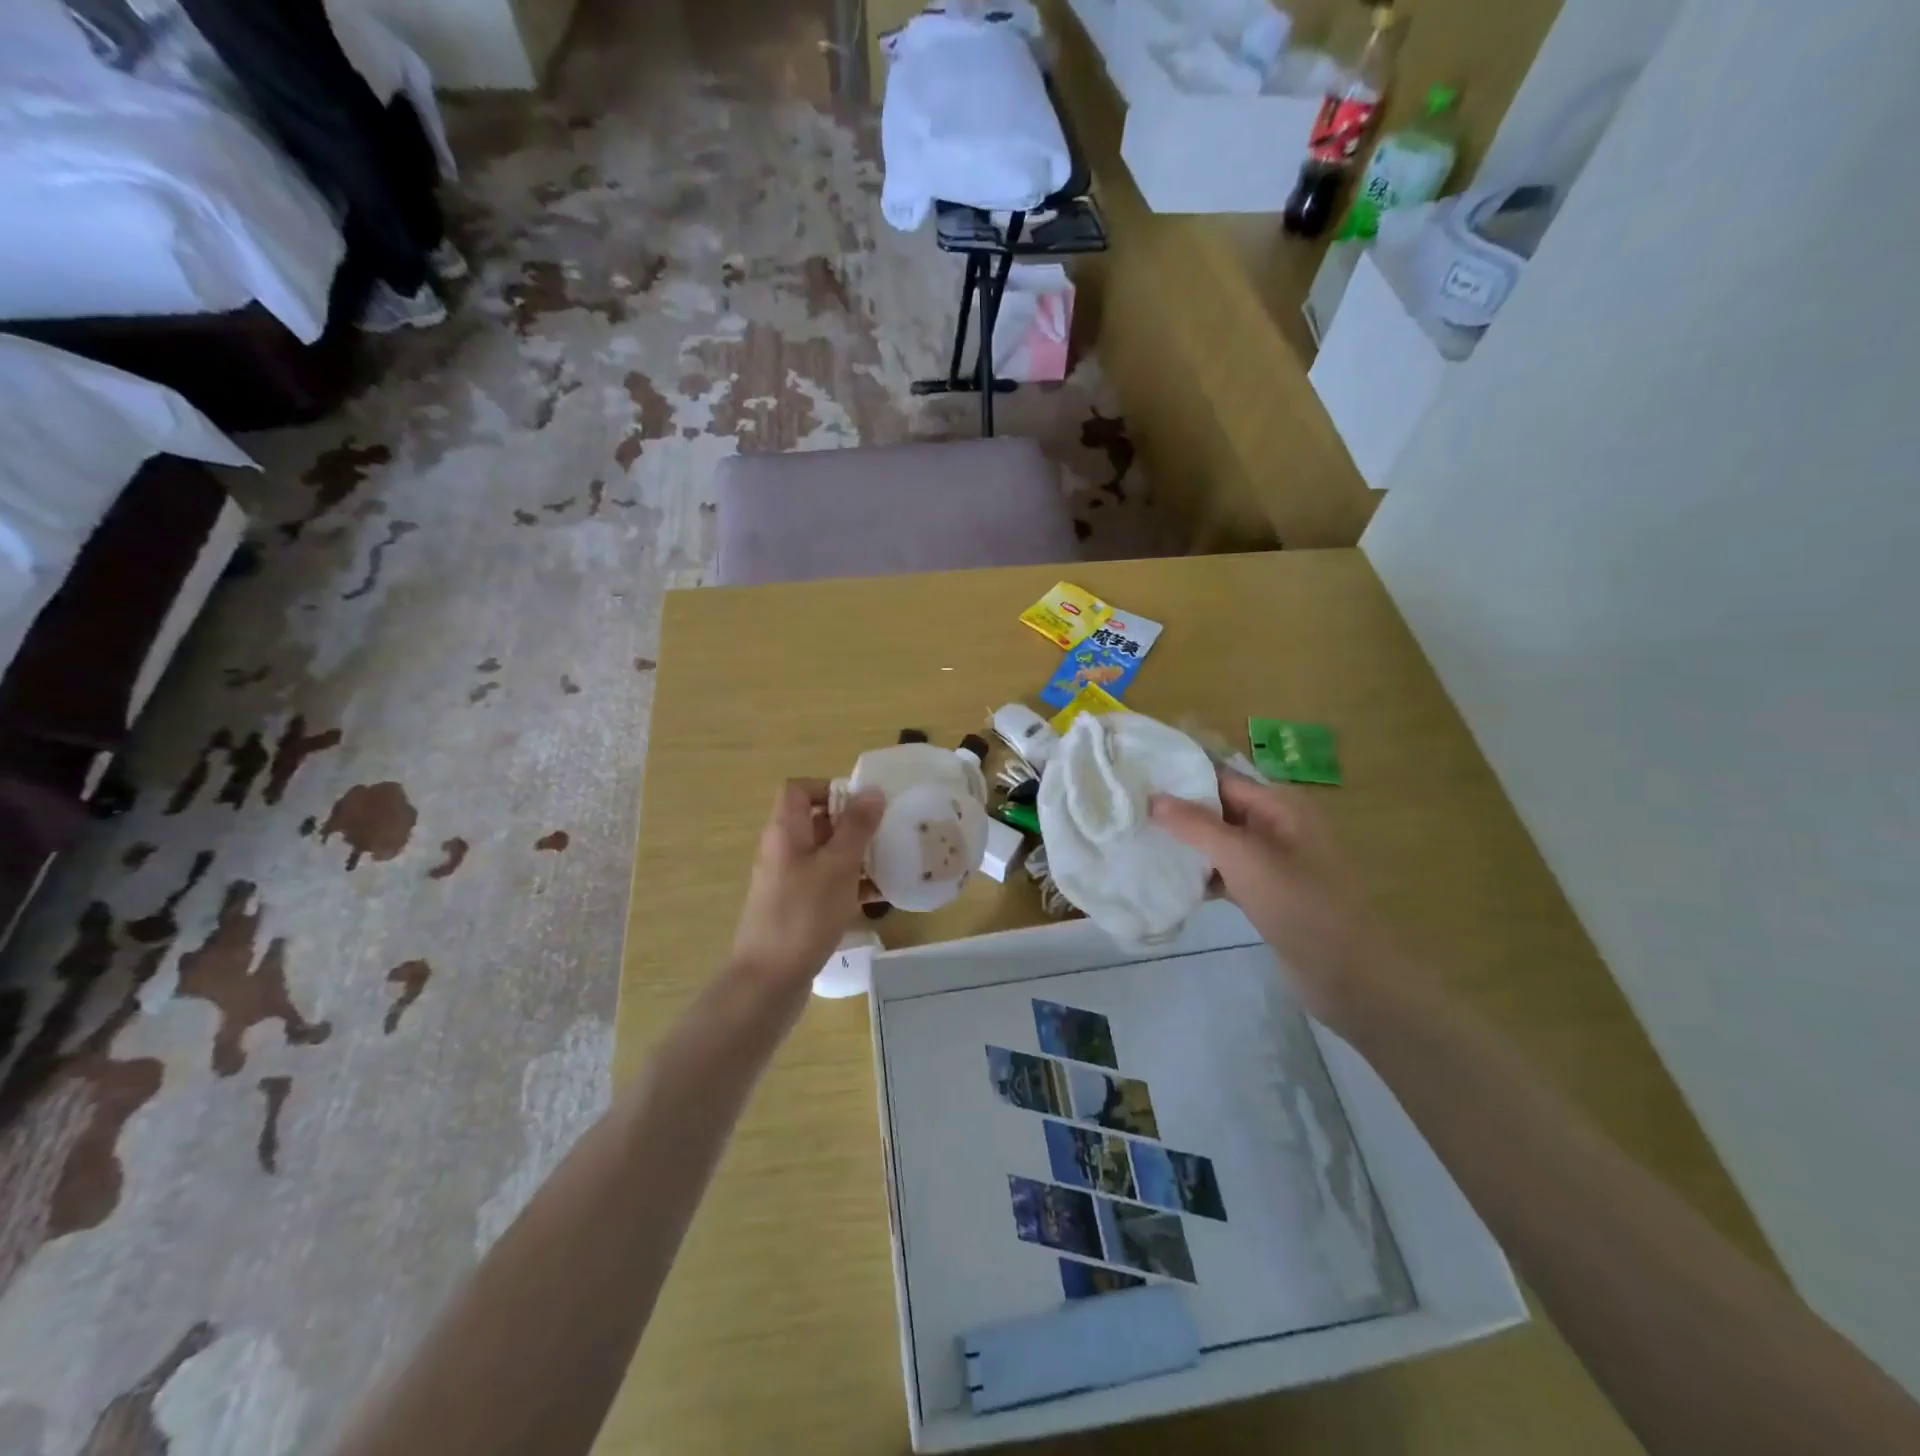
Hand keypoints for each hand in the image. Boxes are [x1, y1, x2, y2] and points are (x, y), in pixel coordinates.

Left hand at [729, 779, 883, 993]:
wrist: (768, 981)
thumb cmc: (803, 915)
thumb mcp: (838, 866)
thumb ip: (856, 827)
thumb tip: (872, 790)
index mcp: (785, 832)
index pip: (798, 789)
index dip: (828, 788)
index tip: (862, 805)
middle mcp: (782, 851)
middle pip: (816, 822)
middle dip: (853, 824)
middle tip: (887, 833)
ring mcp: (788, 882)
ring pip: (825, 855)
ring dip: (856, 856)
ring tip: (891, 863)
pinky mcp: (796, 909)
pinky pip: (826, 885)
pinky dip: (850, 885)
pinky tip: (879, 898)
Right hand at [1150, 773, 1399, 1027]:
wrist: (1348, 975)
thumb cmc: (1299, 905)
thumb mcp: (1244, 858)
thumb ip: (1196, 826)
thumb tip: (1153, 797)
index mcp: (1280, 804)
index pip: (1220, 778)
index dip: (1180, 780)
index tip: (1135, 785)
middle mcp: (1278, 824)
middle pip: (1219, 808)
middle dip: (1179, 814)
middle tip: (1130, 817)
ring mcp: (1274, 860)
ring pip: (1221, 842)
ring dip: (1188, 846)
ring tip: (1142, 846)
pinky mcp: (1268, 891)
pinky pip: (1228, 871)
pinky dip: (1204, 874)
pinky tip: (1171, 882)